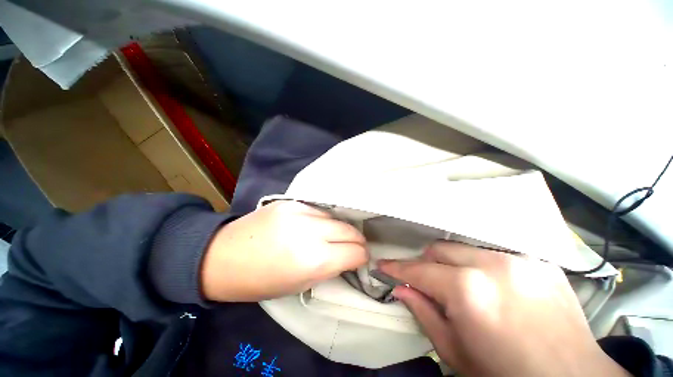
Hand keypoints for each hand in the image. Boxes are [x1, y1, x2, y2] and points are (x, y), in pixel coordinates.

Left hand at [201, 201, 367, 301]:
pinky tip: (312, 226)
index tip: (359, 259)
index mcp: (314, 260)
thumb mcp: (301, 284)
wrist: (222, 256)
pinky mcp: (291, 201)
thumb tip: (349, 257)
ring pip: (335, 218)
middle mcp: (311, 231)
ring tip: (329, 237)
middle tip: (352, 247)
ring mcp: (300, 211)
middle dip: (356, 241)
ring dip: (337, 229)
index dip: (361, 257)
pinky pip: (318, 210)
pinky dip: (321, 220)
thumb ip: (330, 267)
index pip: (356, 252)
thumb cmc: (262, 281)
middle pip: (350, 230)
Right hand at [379, 241, 628, 376]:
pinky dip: (481, 266)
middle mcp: (491, 265)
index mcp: (468, 291)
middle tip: (425, 282)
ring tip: (460, 287)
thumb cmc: (506, 376)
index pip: (418, 270)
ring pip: (465, 249)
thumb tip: (401, 289)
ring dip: (453, 264)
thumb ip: (424, 313)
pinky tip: (491, 286)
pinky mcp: (537, 261)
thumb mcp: (456, 353)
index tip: (383, 265)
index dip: (396, 268)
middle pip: (440, 249)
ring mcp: (519, 260)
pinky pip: (494, 255)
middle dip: (426, 263)